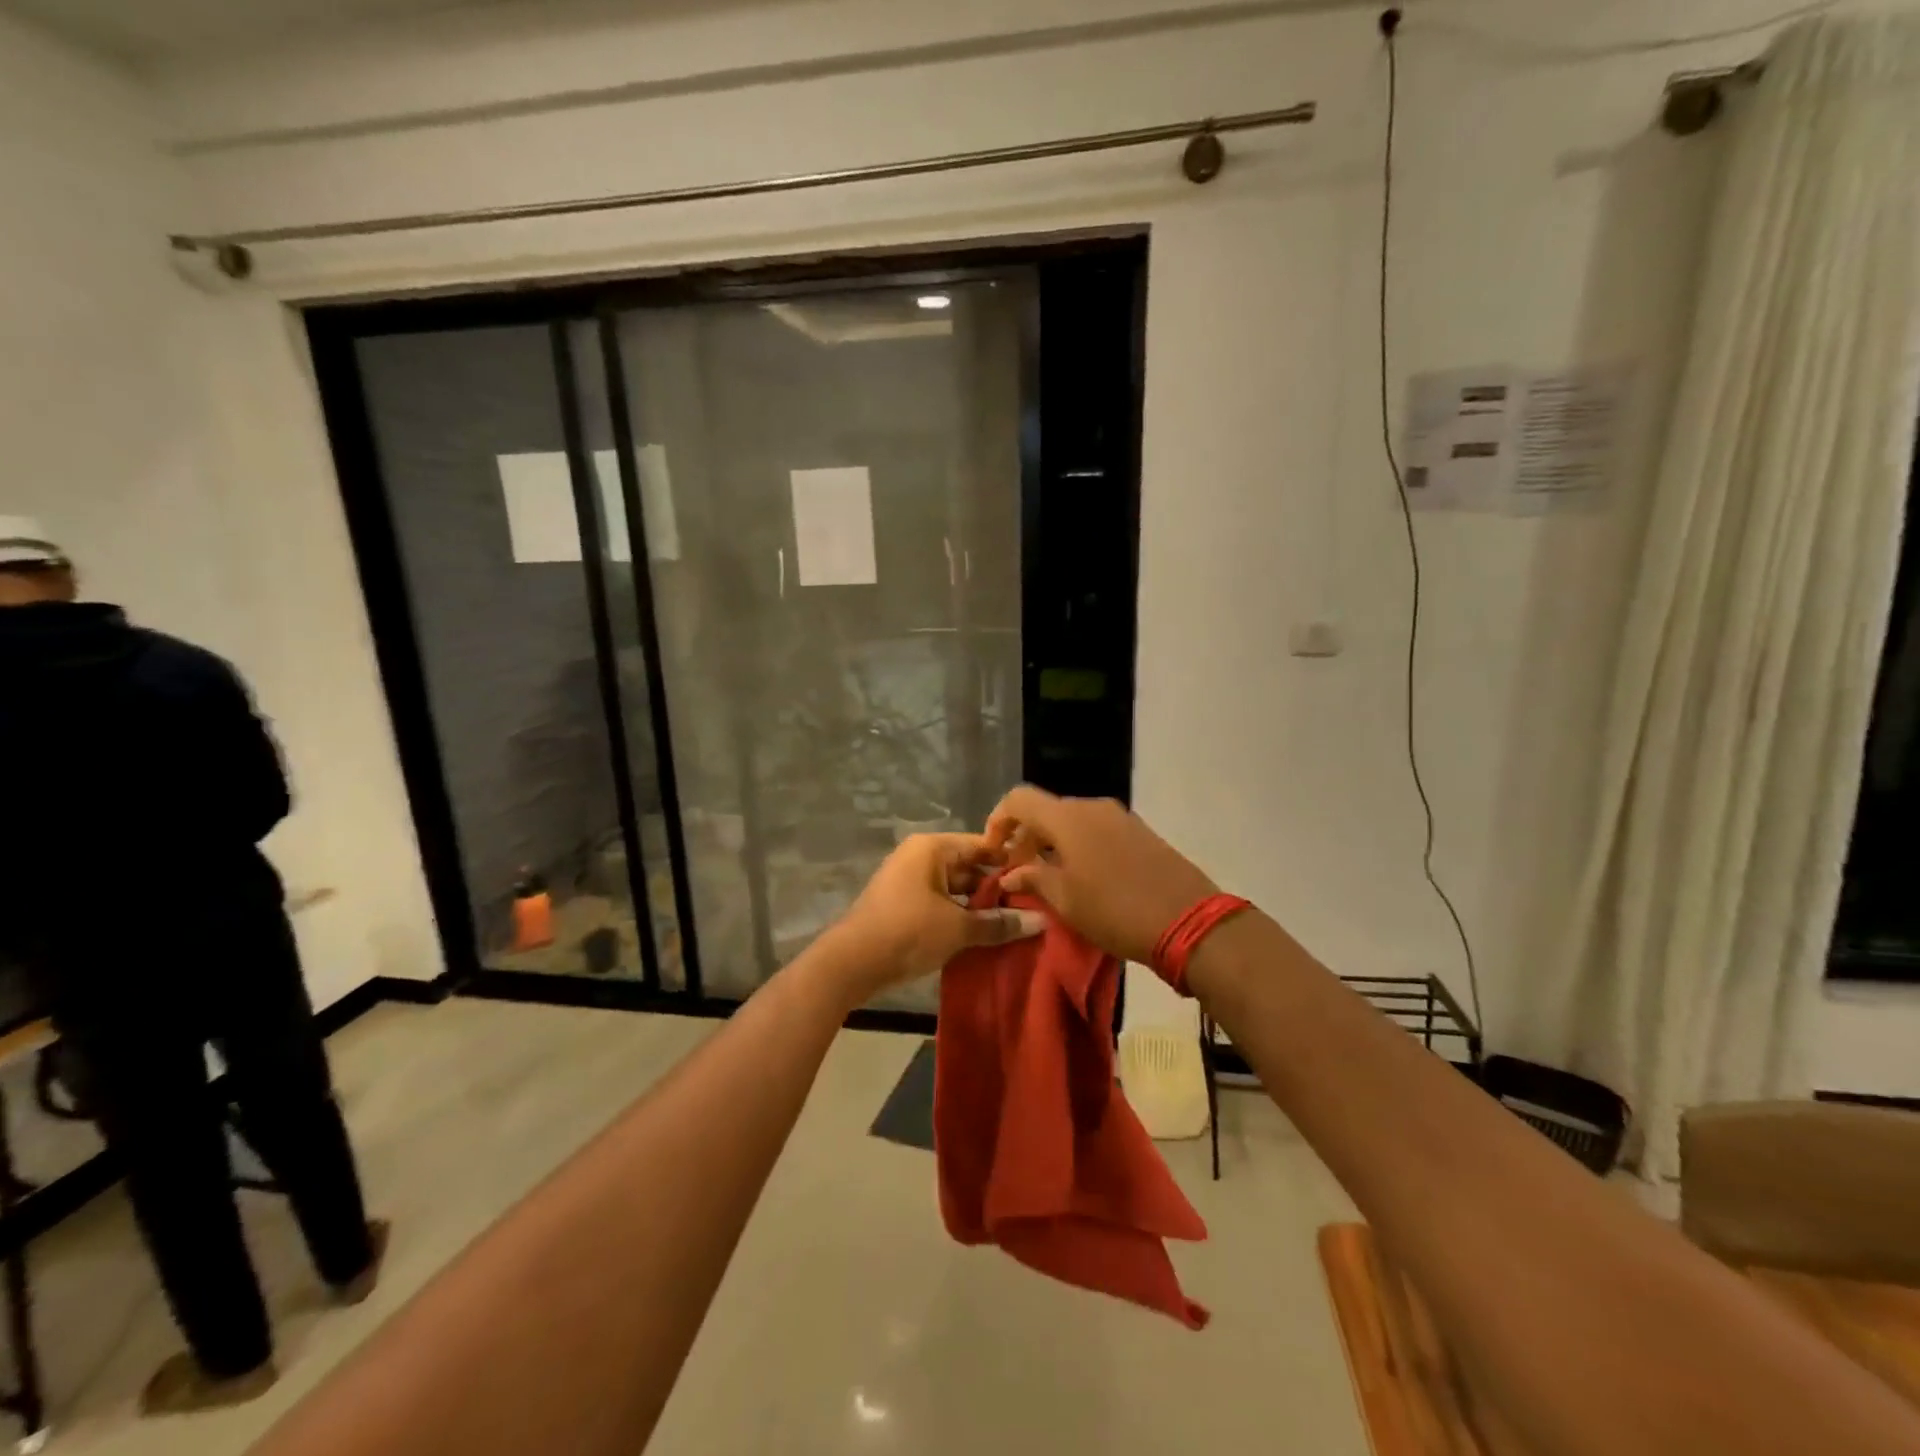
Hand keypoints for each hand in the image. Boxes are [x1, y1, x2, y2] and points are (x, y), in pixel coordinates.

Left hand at [820, 834, 1044, 1002]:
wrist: (851, 963)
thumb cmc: (908, 932)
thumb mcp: (959, 928)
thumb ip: (999, 923)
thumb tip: (1042, 922)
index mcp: (932, 848)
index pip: (982, 845)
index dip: (1011, 862)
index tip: (1040, 880)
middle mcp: (920, 857)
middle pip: (968, 867)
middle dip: (997, 889)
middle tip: (1032, 907)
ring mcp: (909, 881)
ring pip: (955, 889)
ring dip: (979, 907)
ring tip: (1014, 924)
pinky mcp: (903, 906)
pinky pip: (940, 904)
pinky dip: (960, 916)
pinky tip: (984, 935)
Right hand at [985, 788, 1218, 964]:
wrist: (1190, 921)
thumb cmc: (1115, 911)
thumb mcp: (1065, 901)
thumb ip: (1033, 880)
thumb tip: (1010, 874)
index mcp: (1068, 818)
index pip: (1019, 800)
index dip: (998, 820)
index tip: (993, 851)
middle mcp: (1093, 807)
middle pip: (1047, 810)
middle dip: (1026, 837)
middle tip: (1017, 872)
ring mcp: (1120, 817)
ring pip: (1072, 821)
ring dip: (1052, 843)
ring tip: (1047, 877)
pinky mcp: (1140, 832)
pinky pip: (1096, 830)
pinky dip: (1078, 845)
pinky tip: (1081, 876)